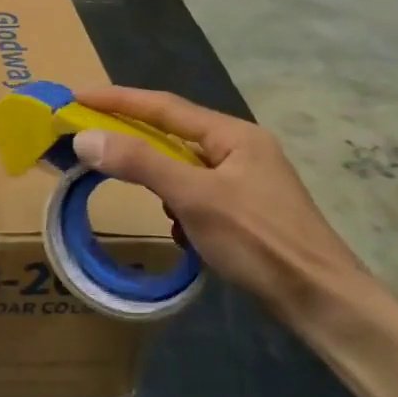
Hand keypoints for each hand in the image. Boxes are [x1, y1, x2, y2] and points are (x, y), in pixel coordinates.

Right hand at [69, 86, 366, 322]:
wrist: (322, 301)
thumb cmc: (260, 241)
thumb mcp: (194, 197)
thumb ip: (140, 163)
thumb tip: (84, 137)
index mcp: (232, 135)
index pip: (163, 106)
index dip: (116, 99)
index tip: (75, 95)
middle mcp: (238, 149)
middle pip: (171, 133)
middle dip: (129, 135)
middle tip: (85, 133)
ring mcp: (242, 182)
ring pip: (181, 166)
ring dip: (153, 174)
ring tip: (125, 183)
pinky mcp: (243, 212)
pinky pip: (193, 195)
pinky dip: (174, 205)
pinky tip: (174, 229)